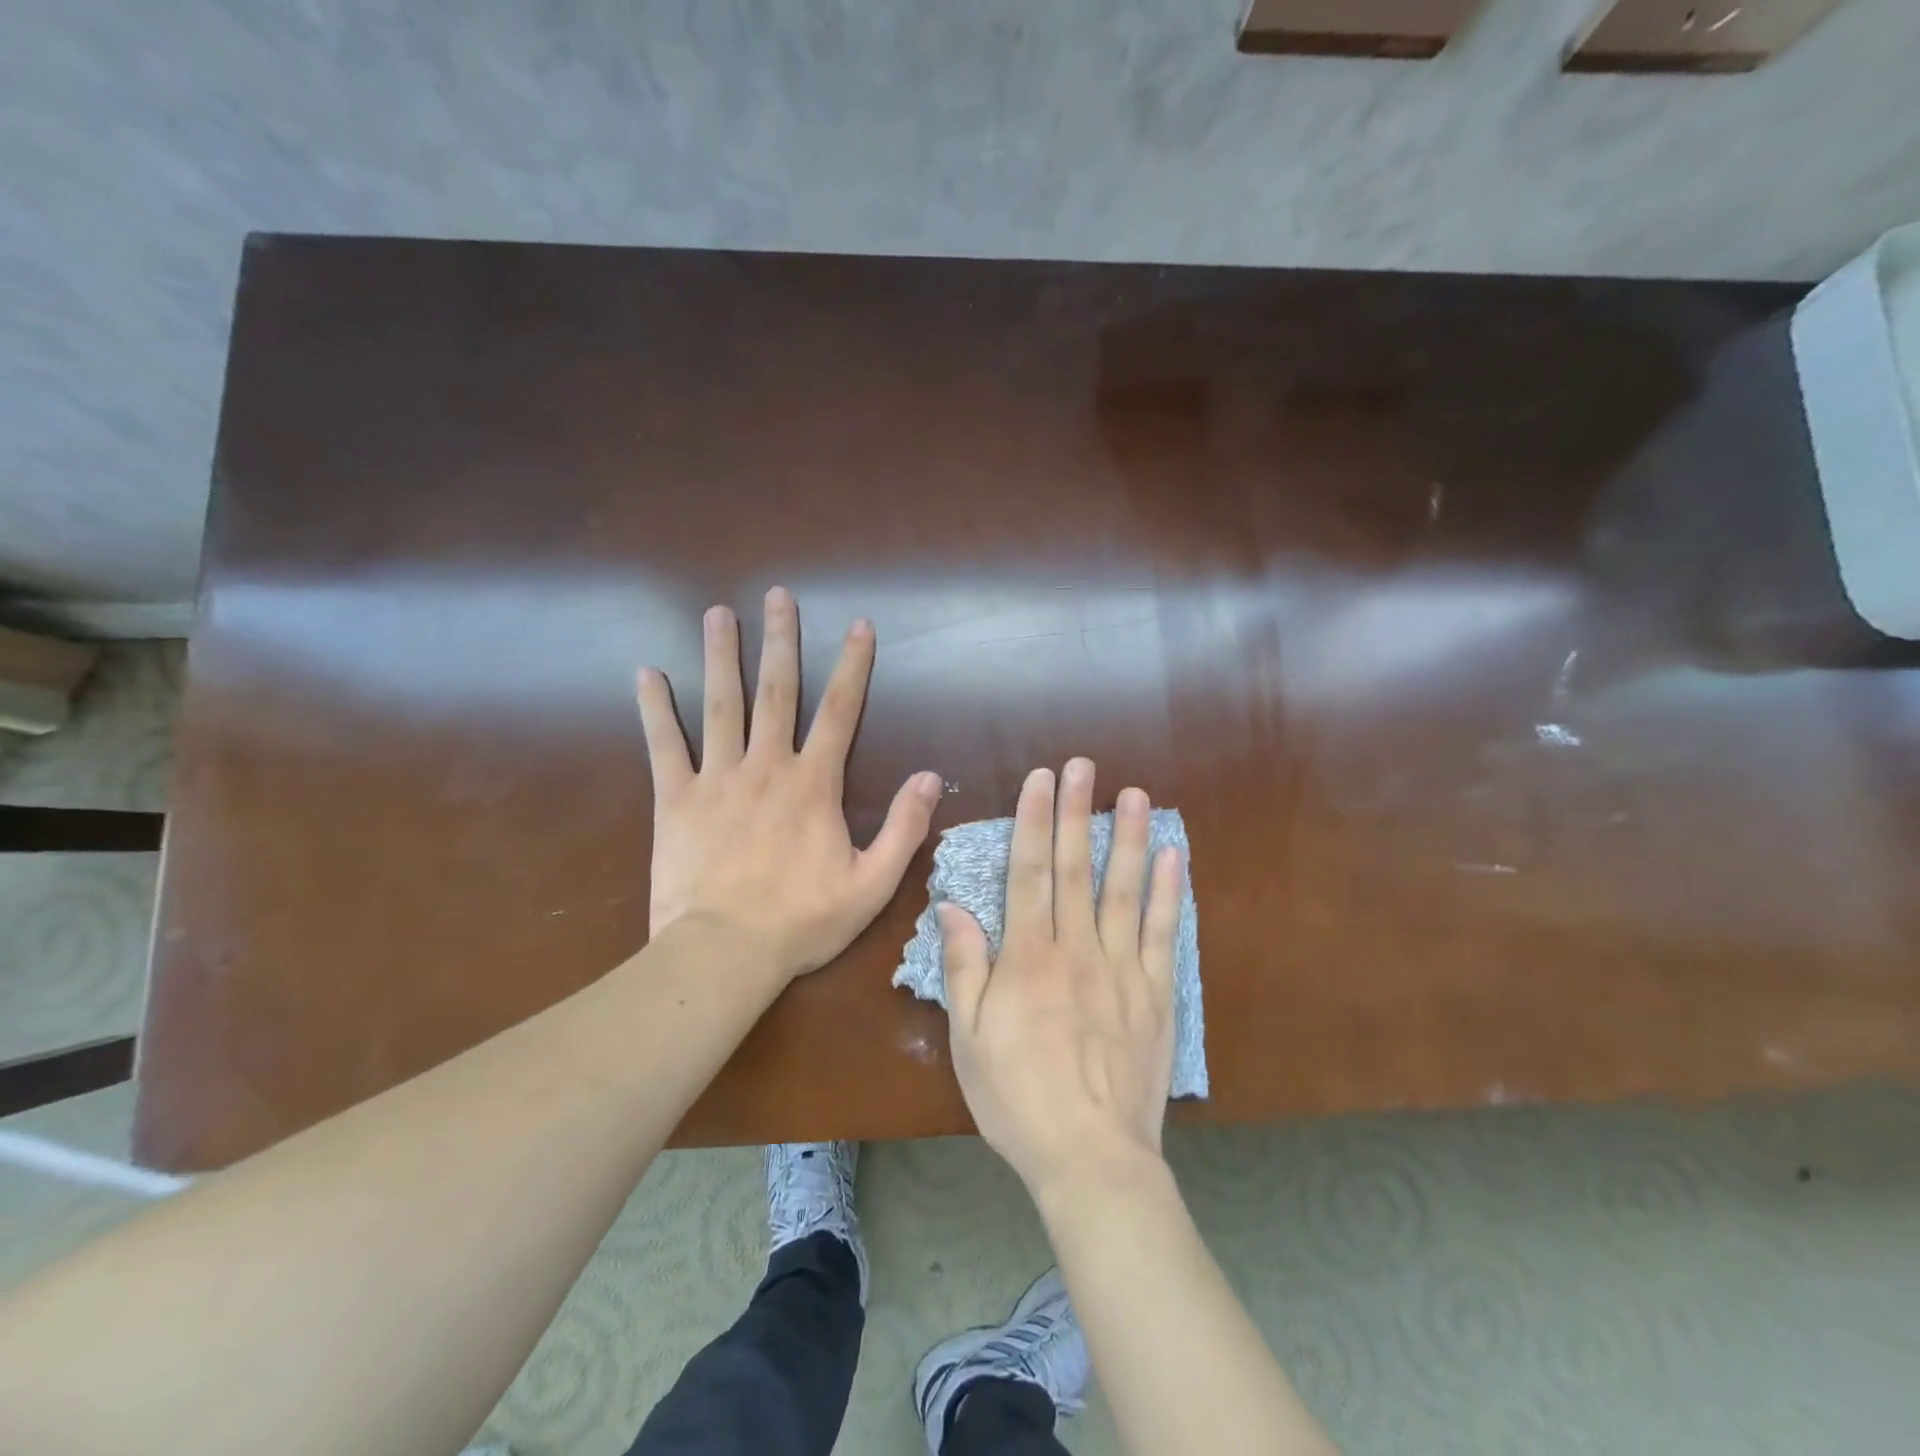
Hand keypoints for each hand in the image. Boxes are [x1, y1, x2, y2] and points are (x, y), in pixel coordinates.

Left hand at [639, 586, 942, 980]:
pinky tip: (646, 673)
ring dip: (721, 656)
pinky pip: (663, 745)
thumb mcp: (873, 884)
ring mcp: (717, 778)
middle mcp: (767, 766)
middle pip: (776, 691)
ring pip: (720, 705)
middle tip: (778, 595)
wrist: (723, 953)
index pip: (840, 710)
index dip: (853, 665)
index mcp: (814, 784)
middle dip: (780, 640)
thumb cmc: (802, 921)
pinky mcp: (675, 800)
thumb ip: (905, 828)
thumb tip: (931, 777)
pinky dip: (654, 708)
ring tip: (718, 613)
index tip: (859, 625)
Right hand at [940, 758, 1183, 1198]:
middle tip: (1082, 765)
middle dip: (1076, 811)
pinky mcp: (1156, 994)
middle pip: (1076, 868)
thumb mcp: (968, 1037)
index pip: (1030, 873)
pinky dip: (1168, 893)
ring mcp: (1122, 969)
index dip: (1034, 821)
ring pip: (1124, 890)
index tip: (1039, 779)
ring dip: (1128, 838)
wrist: (1090, 1157)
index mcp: (1028, 958)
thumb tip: (952, 906)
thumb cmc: (1017, 1097)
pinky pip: (1163, 934)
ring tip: (1134, 793)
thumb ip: (964, 966)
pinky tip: (1173, 857)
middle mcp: (1076, 949)